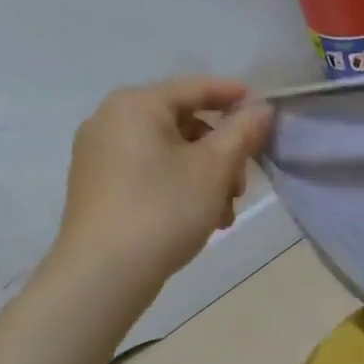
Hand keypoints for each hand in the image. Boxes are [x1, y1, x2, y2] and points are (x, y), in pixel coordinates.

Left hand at [49, 77, 273, 288]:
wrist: (102, 277)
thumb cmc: (163, 209)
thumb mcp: (215, 167)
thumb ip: (243, 131)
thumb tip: (261, 109)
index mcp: (136, 105)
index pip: (196, 87)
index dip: (235, 96)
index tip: (266, 111)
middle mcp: (111, 121)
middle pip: (185, 123)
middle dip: (222, 153)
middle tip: (242, 184)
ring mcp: (99, 155)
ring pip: (170, 152)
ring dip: (206, 176)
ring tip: (224, 213)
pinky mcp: (98, 187)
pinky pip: (150, 172)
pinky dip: (179, 186)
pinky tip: (200, 219)